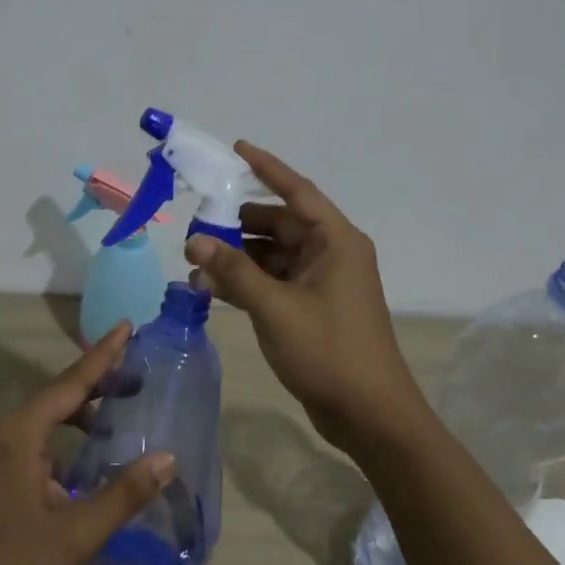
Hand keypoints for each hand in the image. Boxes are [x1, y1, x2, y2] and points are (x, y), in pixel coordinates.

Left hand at [0, 324, 174, 564]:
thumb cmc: (14, 564)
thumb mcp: (76, 533)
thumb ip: (123, 494)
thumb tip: (166, 458)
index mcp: (22, 433)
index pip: (71, 382)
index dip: (103, 355)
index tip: (126, 325)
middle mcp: (9, 430)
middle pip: (60, 392)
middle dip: (99, 378)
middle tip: (137, 367)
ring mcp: (2, 450)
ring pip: (50, 415)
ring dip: (85, 408)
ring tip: (122, 404)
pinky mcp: (1, 469)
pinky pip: (42, 435)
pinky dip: (70, 432)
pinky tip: (92, 450)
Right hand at [185, 141, 423, 450]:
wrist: (370, 416)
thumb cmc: (329, 351)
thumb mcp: (275, 307)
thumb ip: (234, 270)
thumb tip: (194, 242)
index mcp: (336, 241)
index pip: (297, 191)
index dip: (267, 168)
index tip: (236, 148)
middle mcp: (331, 254)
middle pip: (279, 224)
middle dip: (238, 224)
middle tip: (197, 225)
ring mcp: (322, 283)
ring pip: (272, 255)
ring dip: (237, 257)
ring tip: (195, 262)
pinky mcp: (312, 308)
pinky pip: (273, 282)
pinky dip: (246, 282)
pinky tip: (211, 288)